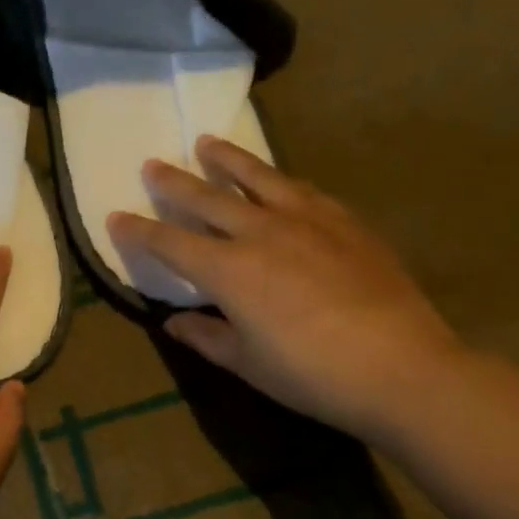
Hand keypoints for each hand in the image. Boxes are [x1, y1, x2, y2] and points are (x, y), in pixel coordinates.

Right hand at [107, 136, 466, 443]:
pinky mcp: (344, 222)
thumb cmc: (312, 375)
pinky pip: (303, 190)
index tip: (115, 216)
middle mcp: (261, 232)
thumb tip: (173, 321)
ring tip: (208, 143)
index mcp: (229, 270)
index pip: (170, 242)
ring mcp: (307, 221)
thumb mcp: (247, 363)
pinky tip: (278, 180)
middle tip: (152, 164)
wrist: (403, 369)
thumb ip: (205, 336)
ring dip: (227, 159)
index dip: (138, 230)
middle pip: (207, 197)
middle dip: (174, 182)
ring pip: (257, 177)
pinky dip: (279, 181)